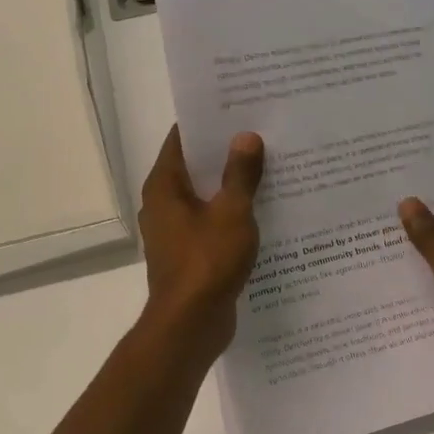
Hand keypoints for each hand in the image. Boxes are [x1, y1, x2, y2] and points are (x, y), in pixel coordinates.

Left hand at [138, 125, 264, 358]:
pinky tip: (263, 211)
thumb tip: (245, 136)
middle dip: (225, 153)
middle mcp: (163, 205)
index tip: (238, 109)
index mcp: (164, 186)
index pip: (182, 139)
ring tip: (270, 168)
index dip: (209, 123)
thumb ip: (240, 174)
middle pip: (194, 167)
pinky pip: (211, 223)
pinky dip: (231, 215)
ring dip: (231, 186)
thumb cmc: (207, 262)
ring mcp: (174, 232)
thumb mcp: (232, 212)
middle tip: (263, 134)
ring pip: (205, 197)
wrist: (191, 324)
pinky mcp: (189, 255)